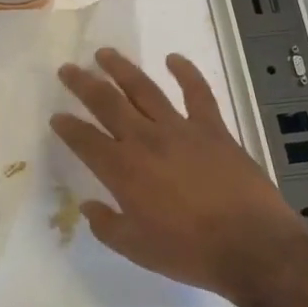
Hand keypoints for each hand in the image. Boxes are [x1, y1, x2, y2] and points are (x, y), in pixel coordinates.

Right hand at [50, 49, 307, 300]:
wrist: (251, 245)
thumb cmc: (189, 252)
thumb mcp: (136, 248)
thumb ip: (107, 225)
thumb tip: (88, 206)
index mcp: (122, 170)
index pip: (85, 140)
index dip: (67, 127)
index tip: (56, 116)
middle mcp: (145, 140)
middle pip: (107, 103)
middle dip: (83, 84)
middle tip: (68, 69)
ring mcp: (181, 130)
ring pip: (144, 90)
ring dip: (122, 69)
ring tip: (105, 54)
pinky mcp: (213, 128)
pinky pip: (197, 93)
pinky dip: (186, 72)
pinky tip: (174, 58)